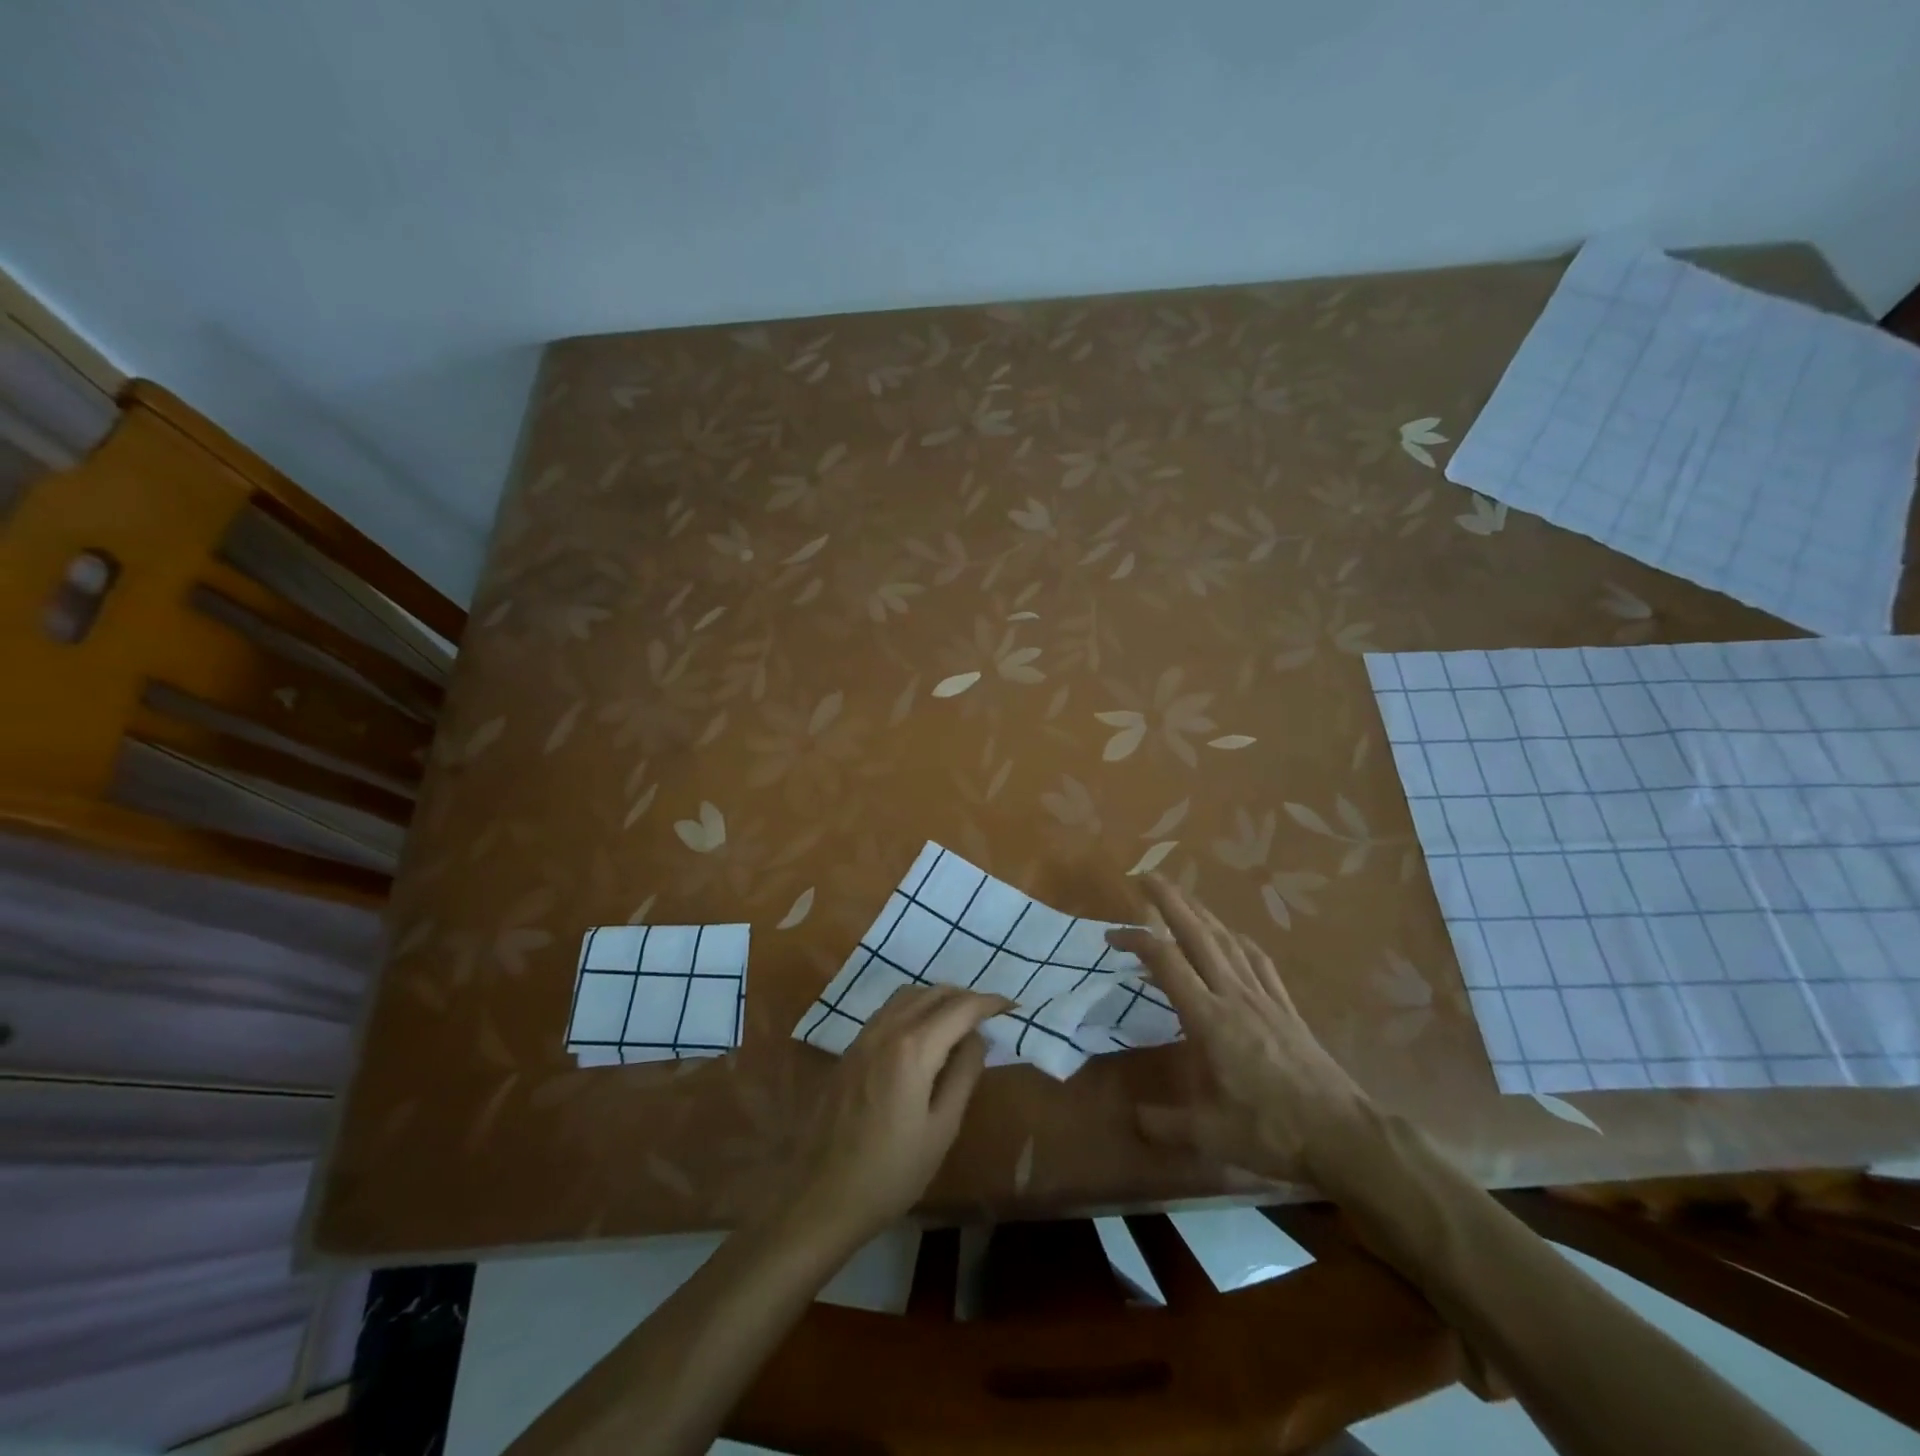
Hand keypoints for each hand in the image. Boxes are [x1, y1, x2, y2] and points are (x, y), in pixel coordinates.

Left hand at [783, 984, 1009, 1247]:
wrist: (822, 1197)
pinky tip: (924, 1032)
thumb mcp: (941, 1129)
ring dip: (938, 998)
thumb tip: (978, 1038)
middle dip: (965, 996)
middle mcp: (886, 1030)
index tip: (1012, 1007)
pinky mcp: (850, 1050)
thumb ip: (963, 1075)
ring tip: (960, 1019)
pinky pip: (888, 1011)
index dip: (989, 1003)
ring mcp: (863, 1037)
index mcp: (913, 1049)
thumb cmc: (891, 1173)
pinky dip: (914, 1007)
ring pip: (907, 996)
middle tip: (990, 1015)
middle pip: (933, 993)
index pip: (960, 1008)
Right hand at [1108, 876, 1371, 1181]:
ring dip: (1201, 913)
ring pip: (1228, 940)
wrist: (1344, 1134)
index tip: (1110, 935)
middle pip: (1198, 935)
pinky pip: (1258, 960)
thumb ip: (1167, 1124)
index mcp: (1210, 1019)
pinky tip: (1232, 936)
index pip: (1166, 963)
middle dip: (1170, 901)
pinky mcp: (1286, 1007)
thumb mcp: (1212, 1136)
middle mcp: (1234, 995)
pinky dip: (1238, 939)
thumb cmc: (1273, 1131)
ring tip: (1182, 897)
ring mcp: (1264, 997)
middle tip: (1147, 876)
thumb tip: (1133, 1118)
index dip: (1136, 940)